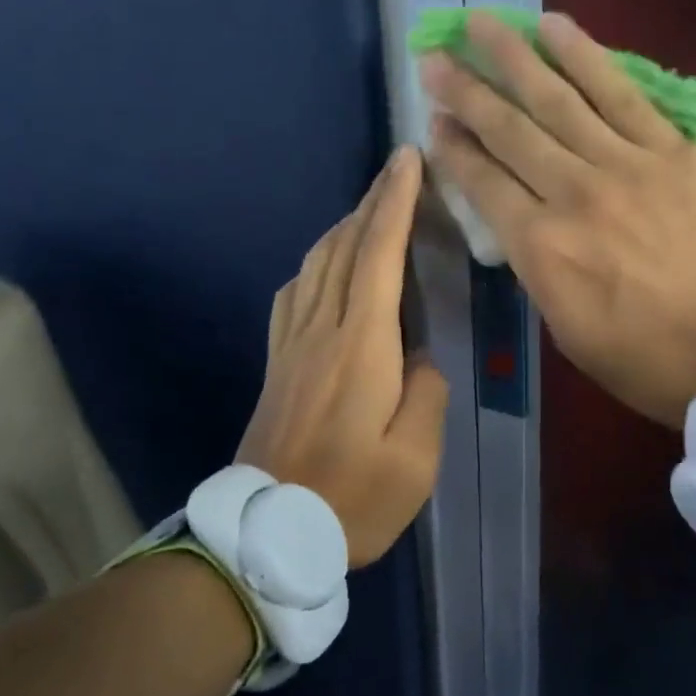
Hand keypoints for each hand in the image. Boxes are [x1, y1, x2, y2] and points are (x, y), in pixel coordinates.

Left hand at [237, 146, 448, 566]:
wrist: (268, 534)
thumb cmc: (352, 499)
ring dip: (343, 228)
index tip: (406, 161)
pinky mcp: (277, 365)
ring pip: (315, 266)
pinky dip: (315, 263)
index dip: (393, 204)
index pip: (377, 256)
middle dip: (371, 203)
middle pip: (342, 249)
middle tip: (396, 172)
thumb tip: (418, 360)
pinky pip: (293, 295)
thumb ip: (427, 395)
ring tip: (369, 211)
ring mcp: (291, 347)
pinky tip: (323, 266)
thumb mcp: (414, 458)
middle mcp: (321, 333)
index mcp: (360, 348)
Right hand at [423, 12, 695, 427]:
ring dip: (514, 56)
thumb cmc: (648, 361)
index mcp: (541, 249)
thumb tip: (521, 224)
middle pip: (508, 130)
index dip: (453, 147)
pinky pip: (622, 93)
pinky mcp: (675, 150)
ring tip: (482, 22)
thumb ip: (538, 270)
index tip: (433, 119)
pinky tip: (555, 27)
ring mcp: (626, 164)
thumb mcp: (568, 331)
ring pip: (558, 98)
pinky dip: (585, 57)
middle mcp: (572, 194)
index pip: (482, 182)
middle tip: (435, 57)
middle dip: (465, 90)